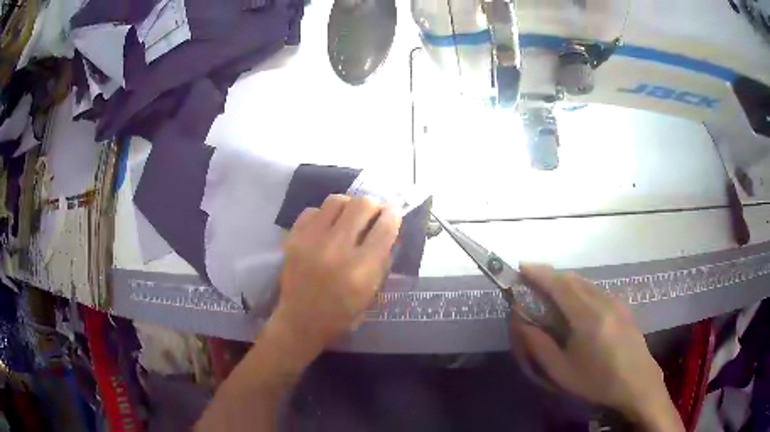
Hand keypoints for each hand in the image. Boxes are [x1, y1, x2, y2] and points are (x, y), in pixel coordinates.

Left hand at [271, 195, 401, 359]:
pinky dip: (323, 215)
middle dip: (373, 204)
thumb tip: (390, 231)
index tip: (396, 208)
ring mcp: (311, 241)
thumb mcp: (372, 294)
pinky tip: (326, 227)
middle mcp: (336, 250)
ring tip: (349, 217)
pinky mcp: (293, 239)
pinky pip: (313, 210)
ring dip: (348, 206)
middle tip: (373, 212)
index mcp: (360, 269)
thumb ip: (383, 261)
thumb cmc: (342, 315)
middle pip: (362, 205)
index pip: (385, 227)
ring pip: (336, 200)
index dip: (394, 213)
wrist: (300, 322)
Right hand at [512, 264, 683, 431]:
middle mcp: (603, 301)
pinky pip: (596, 289)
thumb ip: (540, 345)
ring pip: (586, 282)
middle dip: (550, 275)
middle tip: (531, 280)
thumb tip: (522, 323)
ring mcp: (616, 302)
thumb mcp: (562, 371)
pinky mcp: (623, 307)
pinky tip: (576, 303)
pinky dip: (580, 288)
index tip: (522, 267)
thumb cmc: (597, 381)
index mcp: (587, 317)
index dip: (539, 273)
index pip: (560, 285)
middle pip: (573, 279)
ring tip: (549, 291)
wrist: (637, 383)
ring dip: (565, 281)